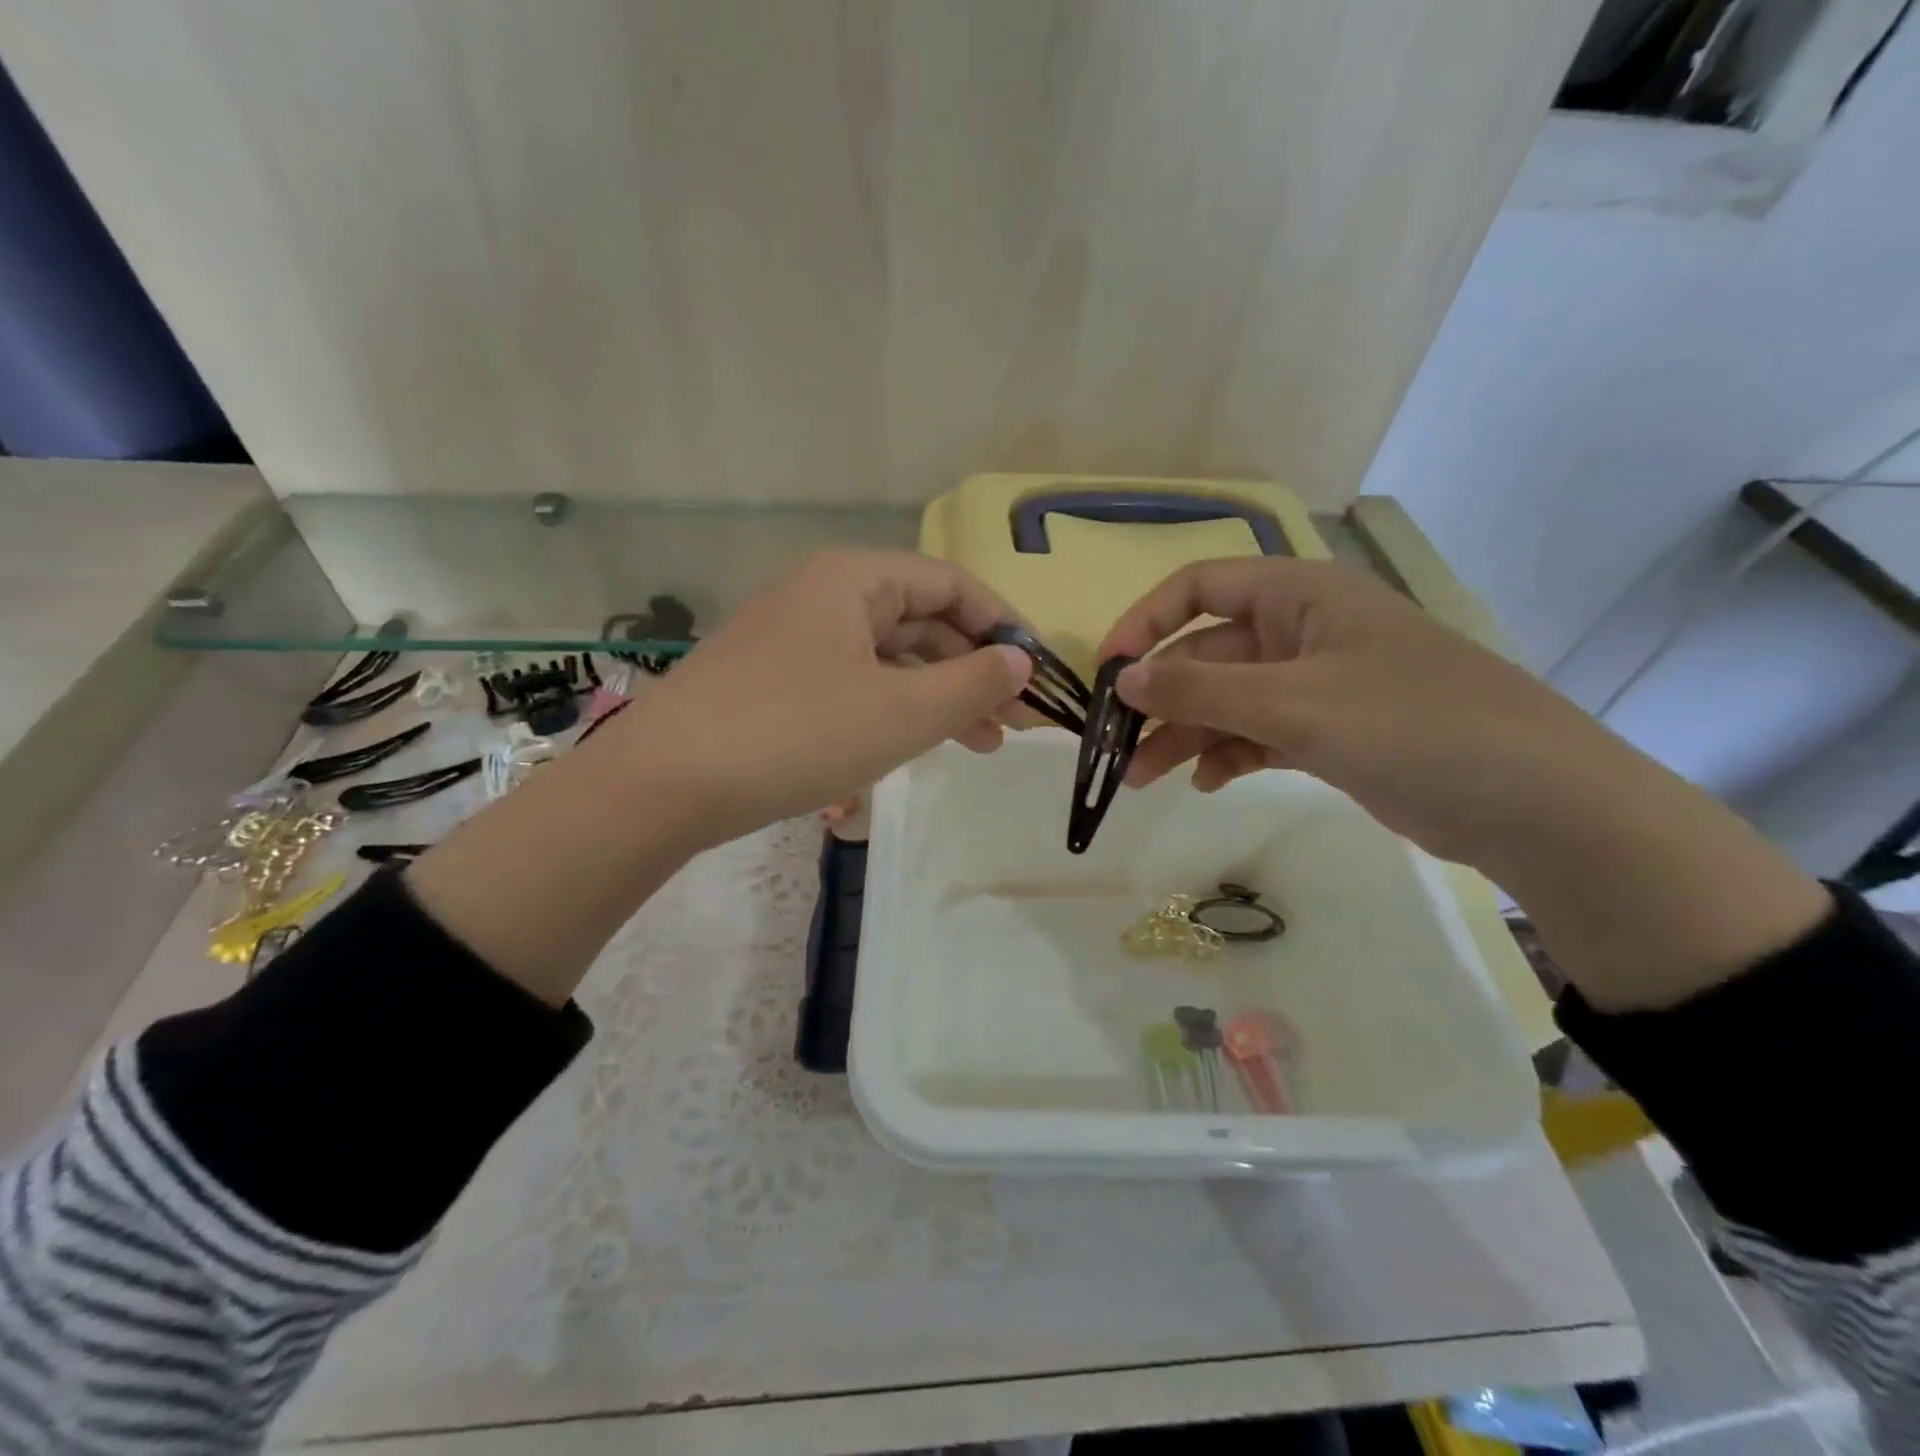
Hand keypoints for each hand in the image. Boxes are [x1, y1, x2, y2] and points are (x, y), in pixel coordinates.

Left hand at [637, 549, 1030, 845]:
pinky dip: (894, 710)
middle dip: (974, 669)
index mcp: (854, 580)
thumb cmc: (795, 734)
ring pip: (889, 659)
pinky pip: (854, 684)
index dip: (1003, 626)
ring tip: (981, 746)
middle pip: (922, 621)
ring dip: (939, 696)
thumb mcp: (901, 712)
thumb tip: (1020, 661)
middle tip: (1016, 724)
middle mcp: (824, 597)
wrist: (662, 785)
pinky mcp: (776, 683)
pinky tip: (915, 744)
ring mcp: (795, 640)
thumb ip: (972, 683)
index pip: (952, 584)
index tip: (1037, 675)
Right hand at [1099, 557, 1620, 869]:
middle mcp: (1304, 631)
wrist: (1536, 802)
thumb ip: (1199, 690)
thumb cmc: (1411, 725)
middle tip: (1116, 748)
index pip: (1199, 587)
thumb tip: (1120, 680)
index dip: (1145, 623)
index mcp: (1299, 595)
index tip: (1107, 672)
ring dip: (1186, 735)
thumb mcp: (1293, 703)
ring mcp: (1320, 684)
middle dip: (1161, 699)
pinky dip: (1229, 754)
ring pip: (1229, 700)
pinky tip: (1209, 783)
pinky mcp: (1333, 732)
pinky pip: (1260, 733)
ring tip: (1145, 779)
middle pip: (1208, 653)